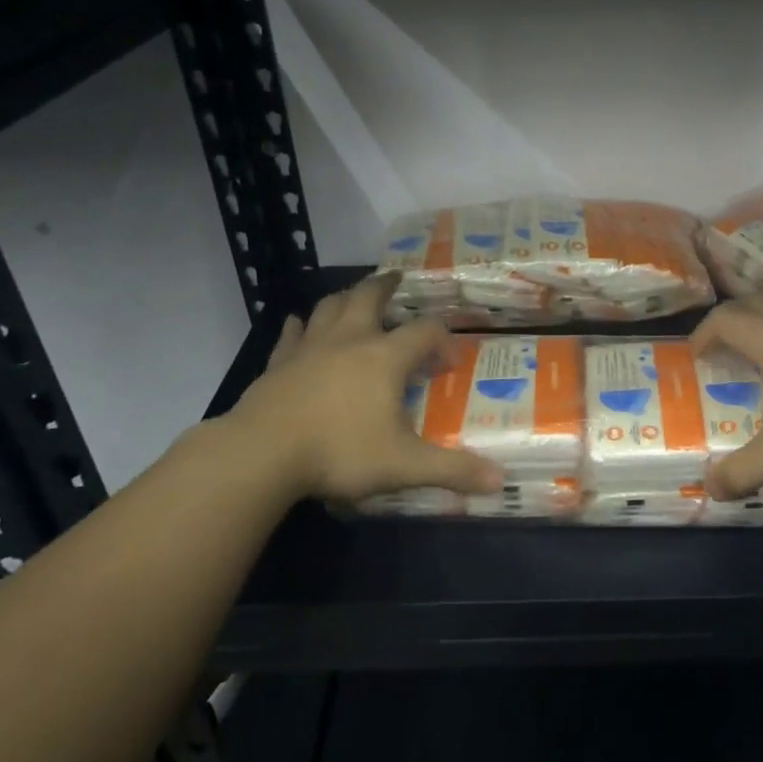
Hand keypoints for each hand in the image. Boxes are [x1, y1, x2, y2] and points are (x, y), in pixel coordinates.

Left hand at [214, 276, 502, 502]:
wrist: (262, 454)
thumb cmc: (340, 452)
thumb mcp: (403, 465)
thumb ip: (452, 470)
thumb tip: (500, 481)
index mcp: (385, 357)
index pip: (425, 332)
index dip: (443, 340)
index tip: (450, 360)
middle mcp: (350, 340)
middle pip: (370, 298)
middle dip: (386, 287)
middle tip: (397, 280)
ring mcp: (310, 348)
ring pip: (330, 307)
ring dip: (345, 297)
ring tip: (354, 295)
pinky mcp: (279, 363)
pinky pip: (291, 334)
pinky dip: (298, 325)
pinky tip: (297, 322)